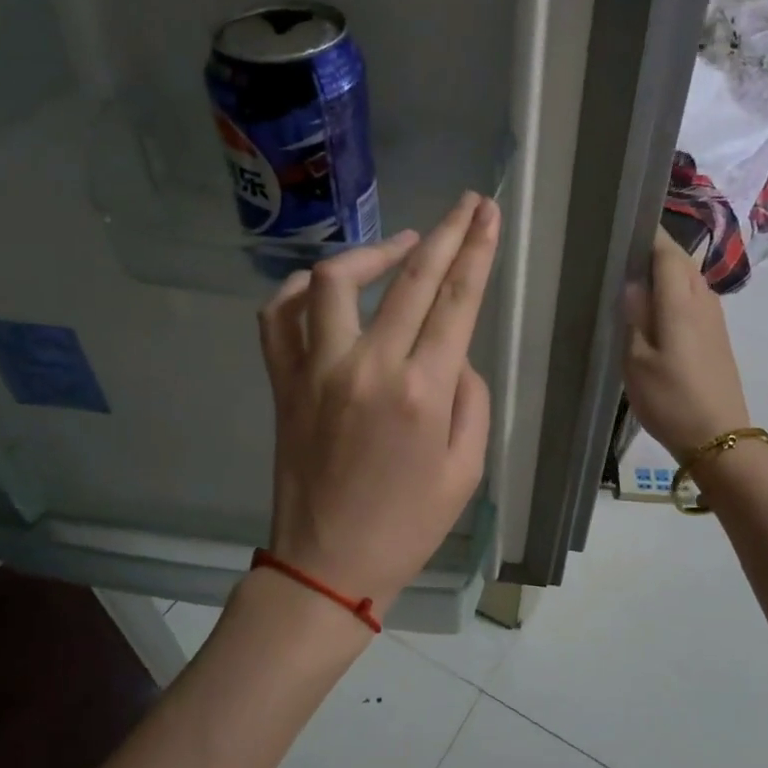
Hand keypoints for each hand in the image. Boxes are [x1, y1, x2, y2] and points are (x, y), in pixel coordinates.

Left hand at [258, 193, 500, 617]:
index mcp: (422, 391)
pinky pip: (279, 317)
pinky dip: (299, 289)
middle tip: (467, 204)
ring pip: (335, 281)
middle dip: (445, 231)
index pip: (456, 299)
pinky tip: (325, 284)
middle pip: (409, 277)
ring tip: (401, 247)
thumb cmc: (408, 526)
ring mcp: (316, 370)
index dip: (477, 249)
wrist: (328, 563)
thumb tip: (452, 354)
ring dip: (372, 252)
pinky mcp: (282, 382)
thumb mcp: (467, 470)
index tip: (488, 212)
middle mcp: (367, 367)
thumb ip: (470, 399)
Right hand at [622, 226, 751, 456]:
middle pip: (681, 262)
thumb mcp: (637, 362)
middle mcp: (703, 301)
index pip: (667, 252)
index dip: (647, 235)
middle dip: (655, 251)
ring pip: (690, 280)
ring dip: (666, 272)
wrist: (719, 437)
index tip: (622, 227)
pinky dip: (675, 293)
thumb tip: (631, 282)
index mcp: (680, 302)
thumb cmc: (671, 400)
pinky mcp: (717, 336)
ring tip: (634, 279)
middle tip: (620, 256)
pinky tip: (656, 310)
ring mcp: (714, 319)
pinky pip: (694, 299)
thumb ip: (633, 317)